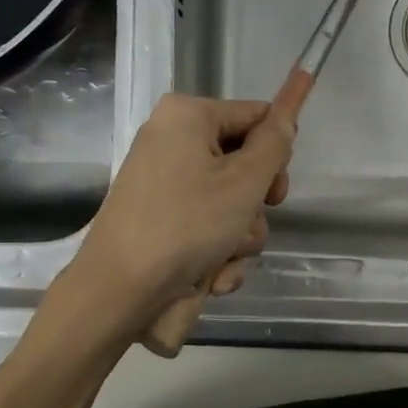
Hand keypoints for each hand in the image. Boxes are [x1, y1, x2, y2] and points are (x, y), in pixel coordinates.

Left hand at [59, 94, 292, 337]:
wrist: (122, 291)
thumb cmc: (186, 225)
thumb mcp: (244, 181)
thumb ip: (275, 145)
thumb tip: (285, 117)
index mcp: (187, 117)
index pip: (255, 116)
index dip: (276, 153)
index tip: (279, 191)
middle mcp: (174, 144)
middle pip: (245, 166)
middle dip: (255, 206)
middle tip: (249, 222)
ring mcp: (168, 187)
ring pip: (233, 206)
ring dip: (240, 238)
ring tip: (223, 257)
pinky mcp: (166, 224)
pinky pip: (211, 230)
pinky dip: (218, 254)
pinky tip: (210, 276)